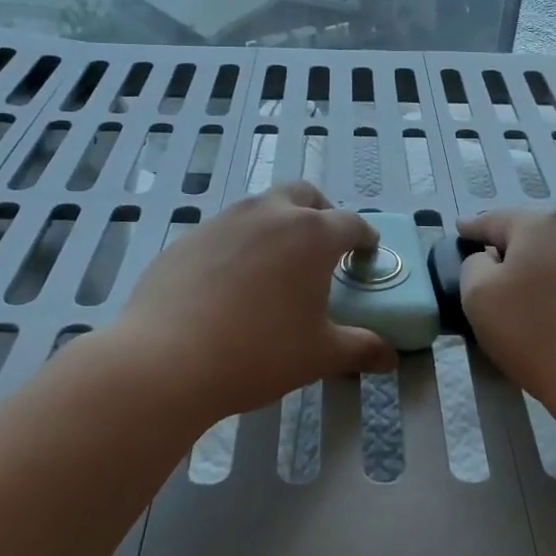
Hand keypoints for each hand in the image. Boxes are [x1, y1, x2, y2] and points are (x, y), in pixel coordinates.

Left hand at [109, 182, 396, 427]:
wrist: (165, 360)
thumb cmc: (258, 354)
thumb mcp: (319, 355)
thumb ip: (360, 349)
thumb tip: (389, 358)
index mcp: (311, 235)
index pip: (351, 224)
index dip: (365, 238)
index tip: (368, 254)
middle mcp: (269, 214)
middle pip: (304, 194)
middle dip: (321, 213)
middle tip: (324, 248)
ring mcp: (223, 221)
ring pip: (261, 208)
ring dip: (278, 225)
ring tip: (276, 268)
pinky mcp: (188, 239)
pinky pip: (225, 231)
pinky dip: (240, 245)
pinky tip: (230, 286)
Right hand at [459, 209, 555, 433]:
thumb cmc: (536, 336)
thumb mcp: (478, 298)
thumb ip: (473, 265)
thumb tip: (489, 259)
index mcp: (539, 224)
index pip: (494, 220)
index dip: (473, 228)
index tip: (461, 231)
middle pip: (531, 231)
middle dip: (509, 246)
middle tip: (490, 267)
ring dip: (540, 263)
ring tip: (526, 290)